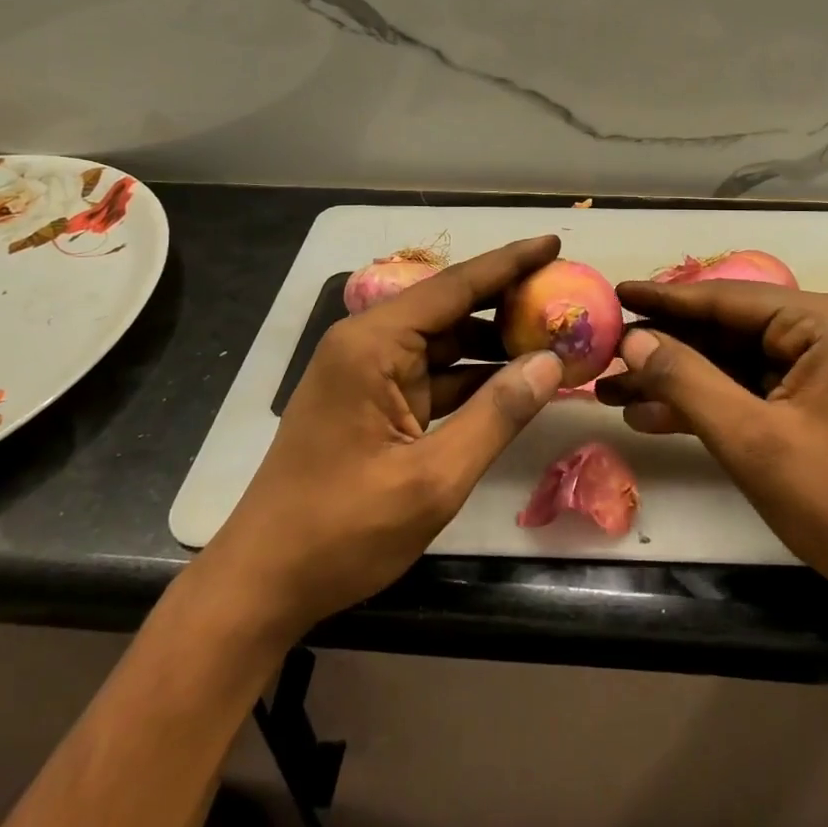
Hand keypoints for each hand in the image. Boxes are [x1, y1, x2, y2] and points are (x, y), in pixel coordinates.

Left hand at [200, 236, 565, 643]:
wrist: (262, 584)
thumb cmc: (342, 530)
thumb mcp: (433, 479)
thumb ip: (497, 415)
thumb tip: (551, 363)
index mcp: (373, 344)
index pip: (454, 287)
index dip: (509, 263)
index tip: (553, 242)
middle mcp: (368, 344)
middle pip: (449, 308)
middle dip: (507, 301)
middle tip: (565, 294)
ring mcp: (368, 373)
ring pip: (443, 342)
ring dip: (494, 343)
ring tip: (553, 338)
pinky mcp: (372, 401)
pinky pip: (432, 375)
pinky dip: (472, 377)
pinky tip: (515, 382)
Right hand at [597, 280, 827, 597]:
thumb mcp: (751, 438)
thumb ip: (686, 380)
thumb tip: (632, 340)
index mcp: (825, 323)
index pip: (727, 300)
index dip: (664, 299)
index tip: (616, 292)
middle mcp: (826, 332)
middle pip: (727, 330)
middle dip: (665, 349)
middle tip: (605, 354)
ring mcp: (822, 368)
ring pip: (732, 362)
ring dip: (678, 380)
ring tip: (613, 391)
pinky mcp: (815, 402)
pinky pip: (750, 389)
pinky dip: (706, 403)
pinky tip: (652, 416)